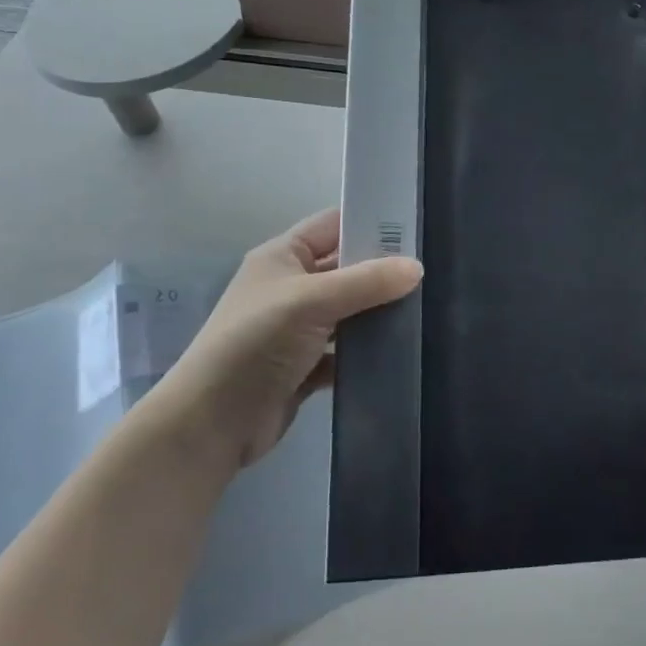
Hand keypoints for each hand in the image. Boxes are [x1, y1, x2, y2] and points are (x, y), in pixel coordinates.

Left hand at [150, 209, 420, 470]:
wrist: (212, 422)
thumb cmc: (256, 343)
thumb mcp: (312, 301)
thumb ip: (366, 282)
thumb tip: (417, 268)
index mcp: (283, 257)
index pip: (334, 225)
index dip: (371, 222)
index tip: (417, 229)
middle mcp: (291, 288)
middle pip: (347, 270)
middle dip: (384, 272)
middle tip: (433, 273)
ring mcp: (298, 329)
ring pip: (350, 312)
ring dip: (379, 314)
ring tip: (428, 311)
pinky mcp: (307, 367)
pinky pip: (346, 351)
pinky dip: (368, 352)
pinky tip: (402, 352)